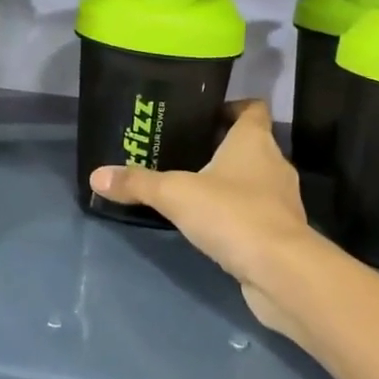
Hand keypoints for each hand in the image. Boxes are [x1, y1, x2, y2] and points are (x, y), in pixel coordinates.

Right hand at [88, 100, 323, 344]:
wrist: (281, 271)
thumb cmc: (232, 214)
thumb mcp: (175, 194)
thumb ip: (138, 183)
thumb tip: (96, 176)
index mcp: (254, 141)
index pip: (253, 108)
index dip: (233, 107)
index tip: (205, 115)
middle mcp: (274, 163)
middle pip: (251, 144)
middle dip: (222, 147)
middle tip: (185, 152)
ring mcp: (283, 199)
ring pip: (255, 179)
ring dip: (231, 182)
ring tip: (194, 189)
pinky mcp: (282, 232)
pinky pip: (258, 212)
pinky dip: (238, 213)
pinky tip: (212, 224)